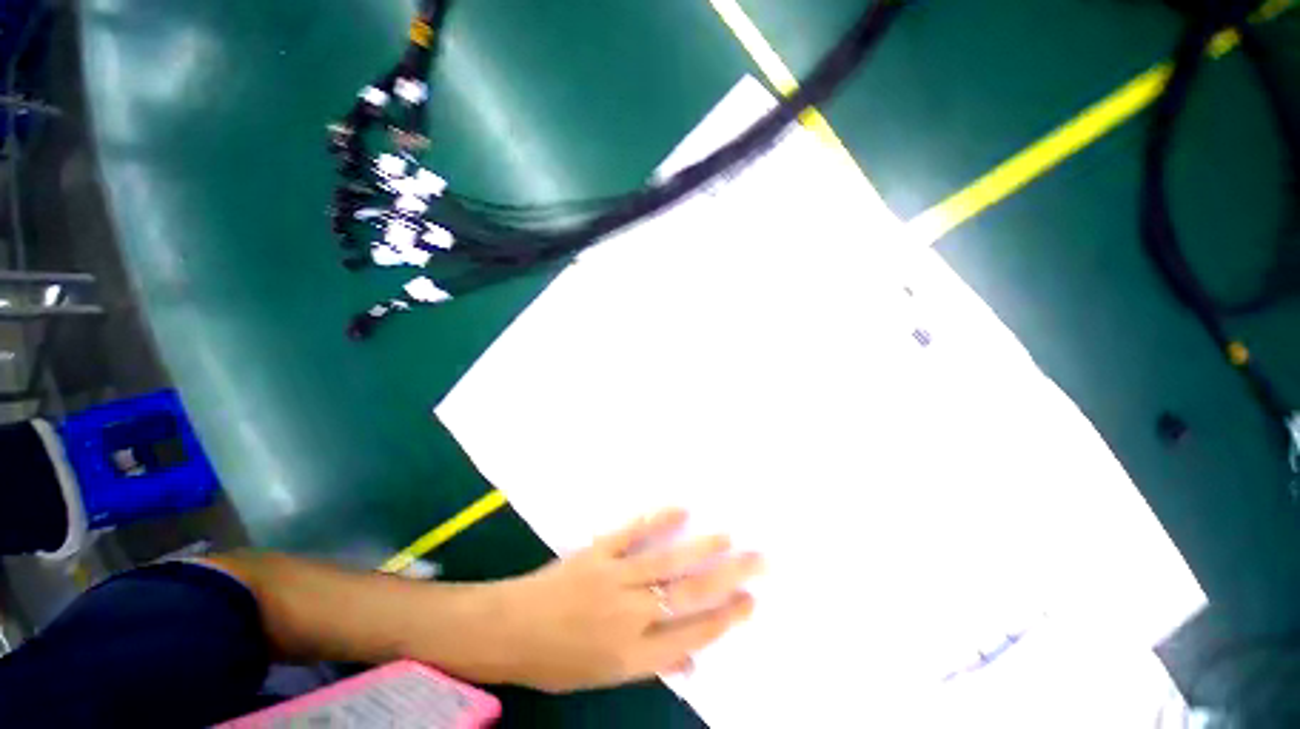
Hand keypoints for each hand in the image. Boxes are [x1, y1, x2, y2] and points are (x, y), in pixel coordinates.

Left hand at [486, 509, 761, 692]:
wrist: (509, 629)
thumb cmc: (557, 660)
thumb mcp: (605, 676)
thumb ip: (651, 662)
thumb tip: (692, 658)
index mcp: (634, 654)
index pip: (694, 635)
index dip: (726, 618)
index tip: (751, 601)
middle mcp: (630, 615)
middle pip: (689, 595)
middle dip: (729, 578)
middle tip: (758, 562)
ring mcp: (613, 578)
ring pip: (666, 562)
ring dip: (700, 548)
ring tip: (728, 538)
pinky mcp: (597, 552)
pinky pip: (631, 533)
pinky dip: (656, 520)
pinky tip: (678, 509)